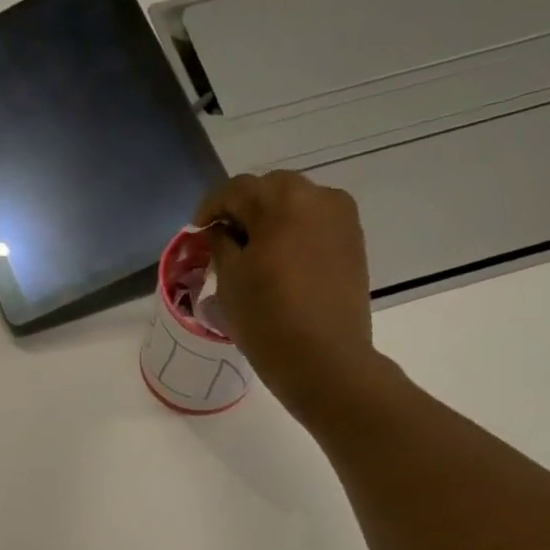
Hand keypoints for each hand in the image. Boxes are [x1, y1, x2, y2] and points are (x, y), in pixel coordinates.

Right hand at [194, 171, 387, 428]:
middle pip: (270, 190)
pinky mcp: (353, 242)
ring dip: (270, 220)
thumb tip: (219, 229)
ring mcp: (341, 218)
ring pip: (296, 205)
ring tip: (253, 253)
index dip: (210, 207)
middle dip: (243, 209)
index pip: (236, 189)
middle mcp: (317, 196)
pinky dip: (293, 234)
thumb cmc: (268, 321)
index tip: (196, 232)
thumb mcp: (230, 281)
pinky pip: (315, 225)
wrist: (325, 360)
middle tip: (223, 240)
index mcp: (281, 201)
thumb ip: (220, 244)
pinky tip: (281, 263)